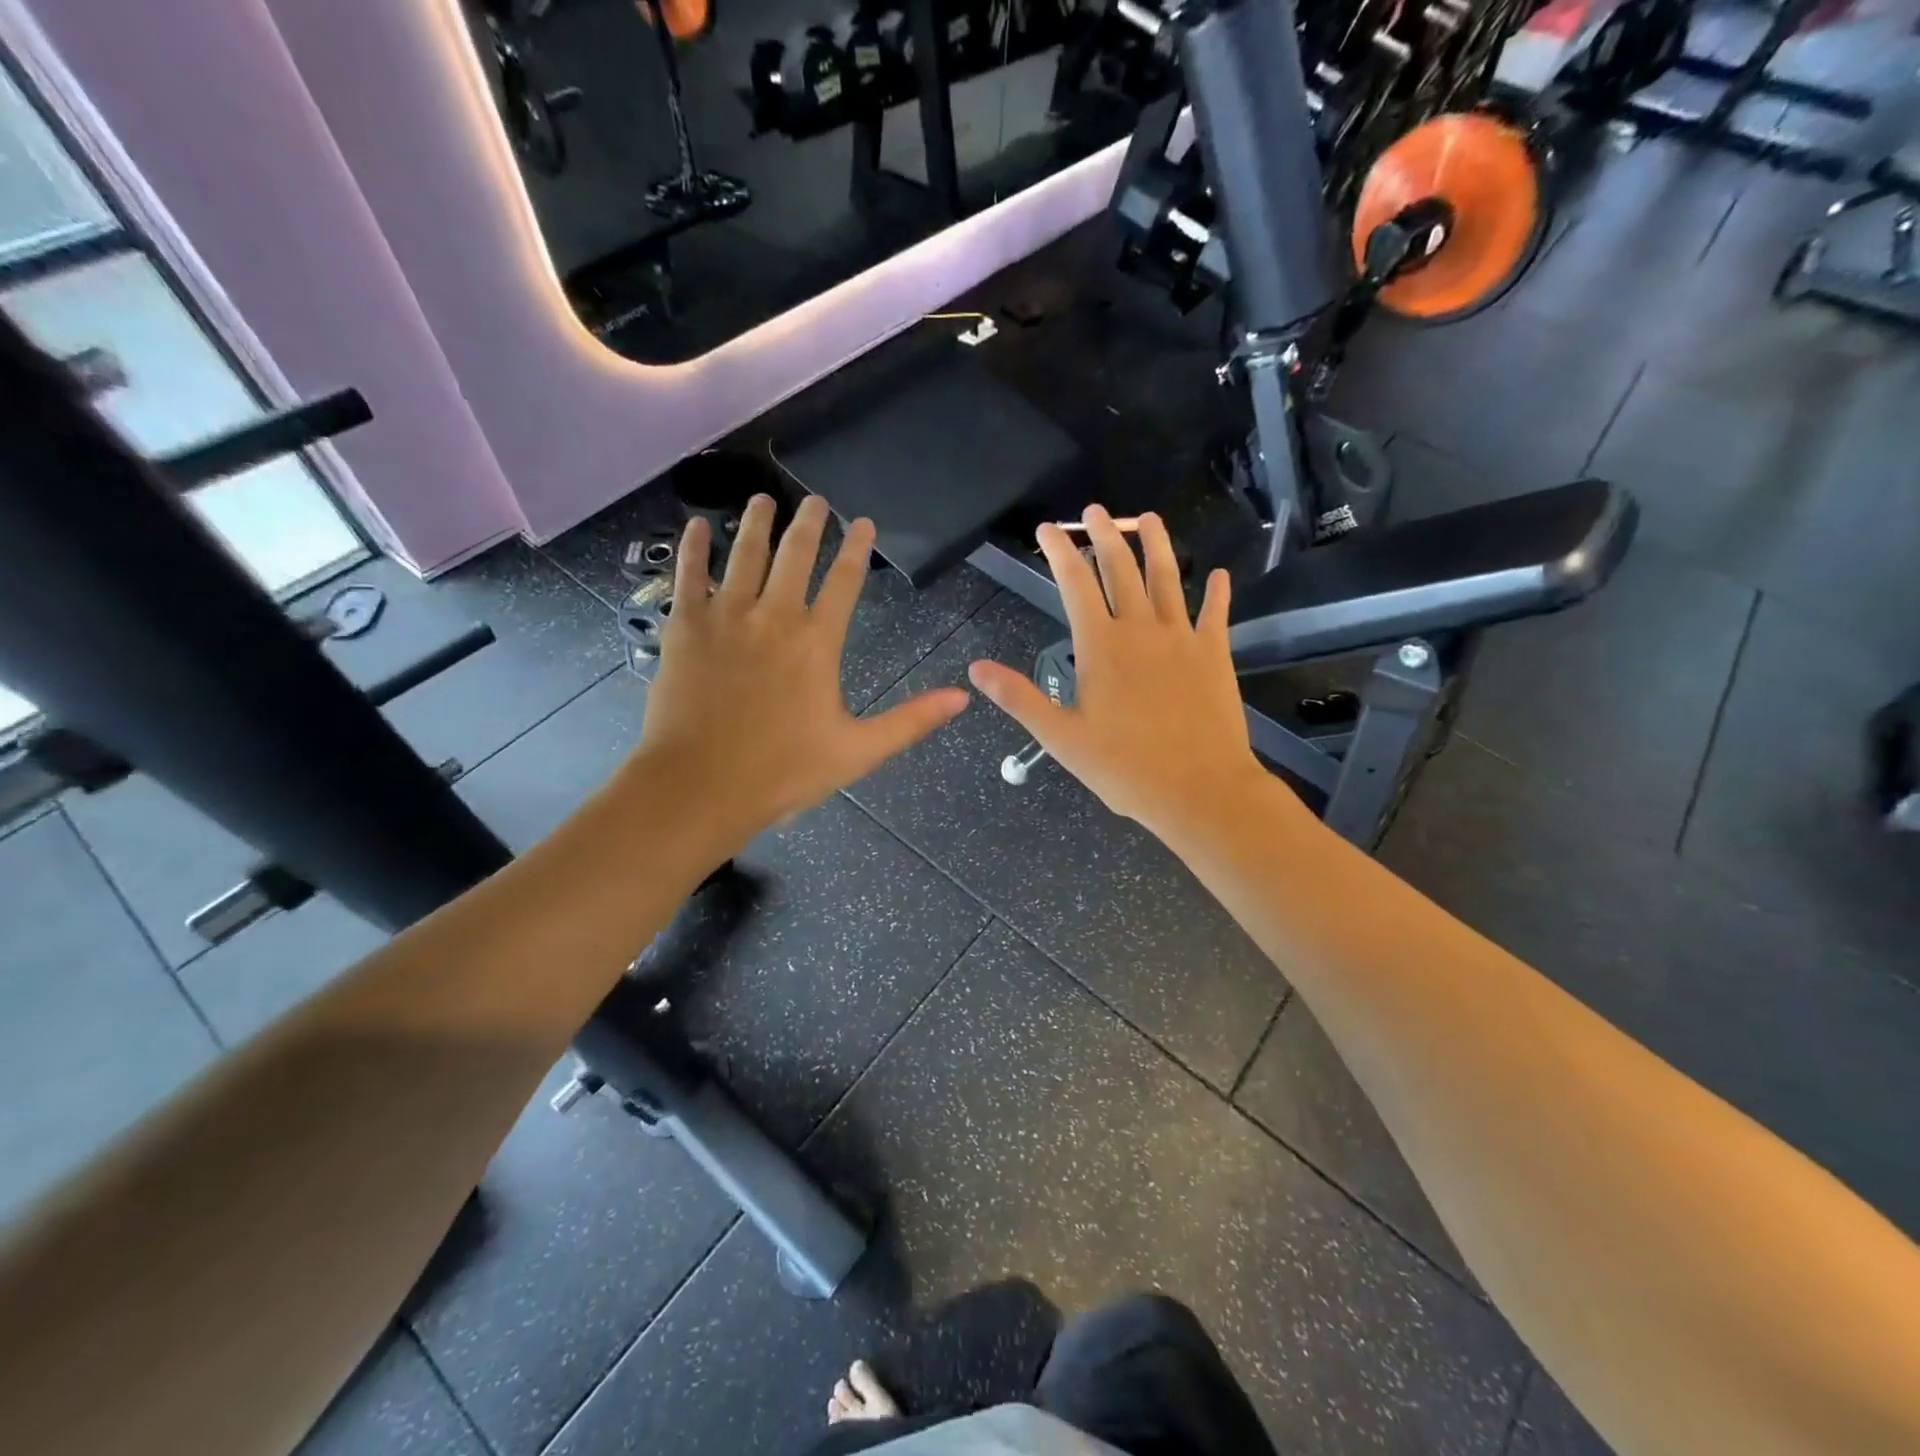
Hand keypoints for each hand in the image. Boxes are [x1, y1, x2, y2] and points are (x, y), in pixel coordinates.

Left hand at [635, 494, 969, 855]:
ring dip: (757, 523)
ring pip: (744, 555)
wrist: (700, 786)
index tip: (862, 522)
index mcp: (817, 643)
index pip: (844, 581)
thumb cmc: (783, 772)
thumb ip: (911, 720)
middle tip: (815, 500)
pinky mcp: (685, 628)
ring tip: (763, 500)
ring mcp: (726, 618)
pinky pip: (689, 575)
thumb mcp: (858, 751)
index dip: (856, 548)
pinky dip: (693, 547)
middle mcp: (773, 616)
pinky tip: (697, 526)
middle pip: (794, 555)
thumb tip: (963, 698)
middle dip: (809, 524)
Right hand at [967, 506, 1278, 848]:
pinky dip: (1216, 593)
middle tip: (1095, 511)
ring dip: (1156, 545)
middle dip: (1105, 535)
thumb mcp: (1060, 737)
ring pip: (1167, 578)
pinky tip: (1218, 576)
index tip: (1048, 528)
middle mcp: (1141, 629)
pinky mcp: (1214, 655)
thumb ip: (1020, 697)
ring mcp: (1182, 638)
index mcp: (1101, 646)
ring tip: (1149, 519)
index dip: (1060, 551)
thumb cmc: (1124, 767)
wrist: (1198, 789)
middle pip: (1121, 568)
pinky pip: (1215, 614)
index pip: (1075, 583)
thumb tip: (976, 668)